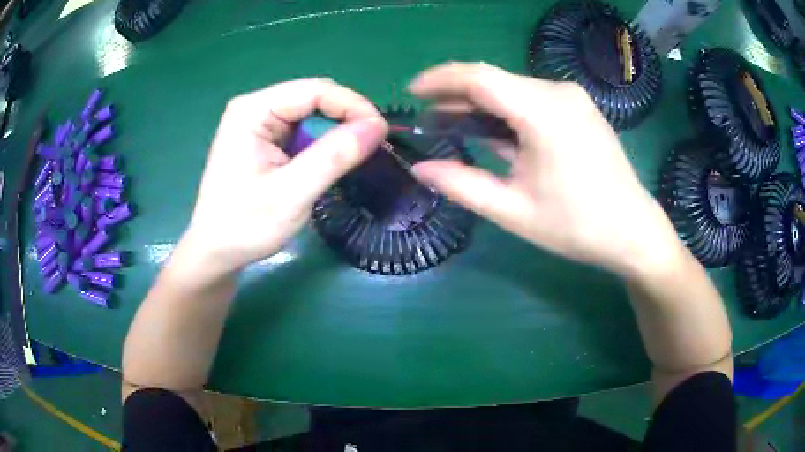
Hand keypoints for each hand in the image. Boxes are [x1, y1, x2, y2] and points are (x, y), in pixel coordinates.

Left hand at [179, 78, 387, 275]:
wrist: (216, 252)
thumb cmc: (245, 226)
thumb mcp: (292, 194)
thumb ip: (333, 157)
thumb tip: (377, 126)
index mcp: (253, 110)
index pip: (314, 91)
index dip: (353, 106)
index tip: (381, 133)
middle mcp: (255, 108)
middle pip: (314, 98)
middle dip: (346, 118)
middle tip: (372, 148)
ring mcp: (259, 123)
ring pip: (312, 114)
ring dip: (336, 133)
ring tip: (353, 158)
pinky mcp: (264, 139)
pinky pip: (303, 131)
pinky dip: (323, 144)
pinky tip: (330, 163)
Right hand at [409, 63, 682, 277]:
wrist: (633, 231)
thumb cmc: (577, 226)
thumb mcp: (514, 211)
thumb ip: (462, 185)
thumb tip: (420, 168)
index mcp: (543, 112)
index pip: (479, 78)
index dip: (440, 80)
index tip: (412, 92)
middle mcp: (559, 92)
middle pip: (496, 81)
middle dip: (458, 95)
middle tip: (430, 118)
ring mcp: (573, 98)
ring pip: (513, 89)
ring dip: (483, 104)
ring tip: (456, 126)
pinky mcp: (580, 107)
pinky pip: (533, 98)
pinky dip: (508, 111)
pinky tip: (497, 132)